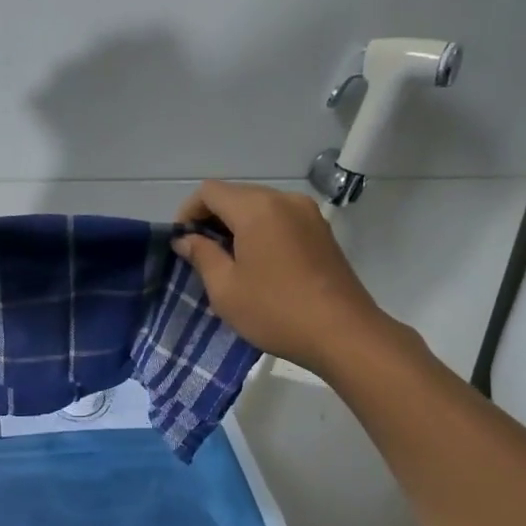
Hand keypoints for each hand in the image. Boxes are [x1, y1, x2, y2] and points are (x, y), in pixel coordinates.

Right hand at [172, 180, 395, 374]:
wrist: (343, 334)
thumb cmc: (276, 311)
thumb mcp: (226, 288)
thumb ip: (202, 256)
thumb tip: (186, 239)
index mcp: (257, 208)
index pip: (209, 192)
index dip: (188, 212)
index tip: (182, 242)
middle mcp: (284, 199)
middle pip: (236, 195)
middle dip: (212, 219)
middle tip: (200, 255)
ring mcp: (308, 213)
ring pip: (260, 206)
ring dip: (237, 226)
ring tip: (228, 262)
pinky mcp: (322, 231)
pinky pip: (281, 219)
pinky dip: (261, 231)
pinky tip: (258, 264)